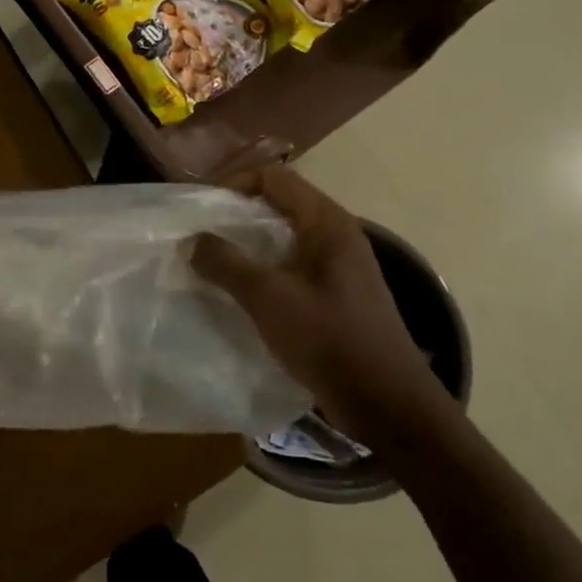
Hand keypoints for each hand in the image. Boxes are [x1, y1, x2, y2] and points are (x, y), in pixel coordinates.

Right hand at [190, 165, 448, 445]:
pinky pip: (288, 267)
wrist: (387, 405)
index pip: (273, 176)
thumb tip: (193, 240)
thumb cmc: (330, 340)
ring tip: (210, 264)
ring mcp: (336, 266)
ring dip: (245, 246)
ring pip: (280, 238)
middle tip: (197, 236)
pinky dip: (260, 271)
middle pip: (276, 204)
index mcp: (326, 222)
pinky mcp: (333, 295)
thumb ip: (227, 263)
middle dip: (234, 216)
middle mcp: (334, 235)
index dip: (233, 183)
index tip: (200, 209)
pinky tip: (237, 293)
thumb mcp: (270, 298)